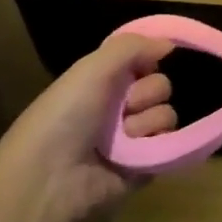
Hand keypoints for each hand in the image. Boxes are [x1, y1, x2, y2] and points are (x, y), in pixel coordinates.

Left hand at [0, 33, 177, 221]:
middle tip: (123, 106)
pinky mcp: (146, 163)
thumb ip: (131, 46)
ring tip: (122, 136)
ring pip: (166, 113)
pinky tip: (135, 151)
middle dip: (146, 93)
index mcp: (102, 84)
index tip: (141, 65)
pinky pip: (170, 142)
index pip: (143, 63)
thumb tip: (169, 43)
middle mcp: (119, 108)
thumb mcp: (91, 69)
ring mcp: (133, 138)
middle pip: (160, 85)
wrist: (50, 178)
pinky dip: (155, 142)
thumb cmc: (65, 116)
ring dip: (146, 121)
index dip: (146, 61)